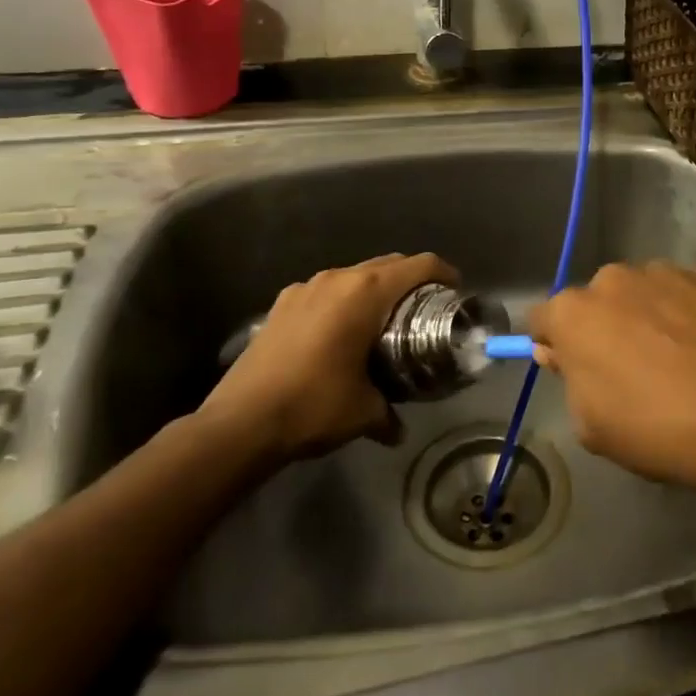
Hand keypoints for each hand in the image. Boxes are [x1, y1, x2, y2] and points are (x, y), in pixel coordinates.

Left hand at [199, 252, 457, 465]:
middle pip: (388, 264)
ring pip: (354, 275)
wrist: (239, 422)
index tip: (455, 290)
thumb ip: (389, 414)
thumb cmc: (314, 406)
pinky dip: (342, 302)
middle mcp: (337, 279)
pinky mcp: (281, 304)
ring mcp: (305, 288)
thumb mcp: (364, 412)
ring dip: (374, 290)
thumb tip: (398, 430)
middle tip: (424, 309)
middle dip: (411, 281)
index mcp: (366, 292)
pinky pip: (326, 291)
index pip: (419, 265)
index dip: (444, 273)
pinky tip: (338, 335)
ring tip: (381, 322)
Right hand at [527, 263, 695, 494]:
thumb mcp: (594, 426)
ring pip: (643, 293)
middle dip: (605, 327)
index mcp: (575, 312)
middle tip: (632, 369)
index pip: (542, 319)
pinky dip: (690, 313)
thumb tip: (558, 350)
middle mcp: (616, 278)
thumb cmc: (661, 427)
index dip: (553, 344)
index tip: (571, 369)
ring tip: (681, 359)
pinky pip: (686, 293)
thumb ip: (569, 379)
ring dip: (649, 316)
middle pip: (597, 301)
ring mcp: (667, 271)